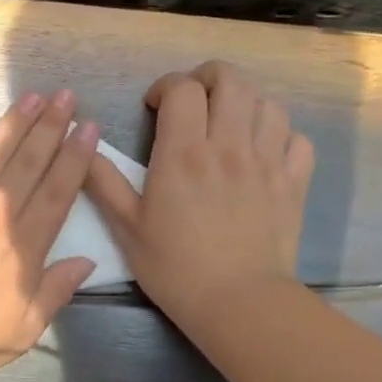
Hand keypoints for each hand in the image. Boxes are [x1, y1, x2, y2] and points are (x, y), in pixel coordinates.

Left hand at [0, 90, 99, 381]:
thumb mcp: (21, 331)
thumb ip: (55, 291)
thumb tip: (86, 261)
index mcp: (22, 244)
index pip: (57, 190)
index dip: (75, 157)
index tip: (88, 128)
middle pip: (29, 161)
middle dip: (51, 126)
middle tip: (66, 97)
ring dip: (15, 123)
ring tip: (33, 97)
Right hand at [85, 61, 312, 328]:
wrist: (238, 304)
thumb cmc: (175, 267)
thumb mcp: (127, 227)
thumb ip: (104, 181)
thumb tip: (84, 144)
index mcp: (184, 153)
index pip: (183, 89)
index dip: (167, 87)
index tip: (156, 107)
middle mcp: (228, 145)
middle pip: (231, 79)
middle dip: (208, 78)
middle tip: (194, 100)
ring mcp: (267, 161)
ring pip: (267, 102)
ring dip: (245, 103)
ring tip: (229, 123)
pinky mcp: (294, 182)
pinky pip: (297, 138)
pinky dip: (281, 135)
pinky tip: (265, 150)